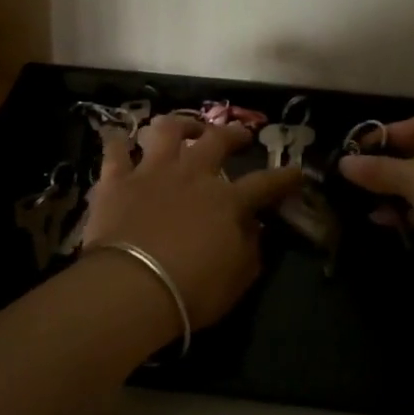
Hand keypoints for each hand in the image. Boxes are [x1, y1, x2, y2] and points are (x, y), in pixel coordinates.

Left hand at [81, 115, 303, 328]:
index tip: (297, 172)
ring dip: (179, 124)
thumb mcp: (237, 279)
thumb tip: (255, 229)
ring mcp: (152, 172)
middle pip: (217, 141)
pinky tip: (120, 140)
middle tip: (240, 135)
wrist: (132, 285)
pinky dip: (118, 143)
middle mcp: (192, 174)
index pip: (265, 184)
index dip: (284, 177)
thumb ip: (250, 249)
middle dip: (233, 134)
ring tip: (185, 127)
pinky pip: (116, 150)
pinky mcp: (117, 180)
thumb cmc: (191, 290)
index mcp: (227, 200)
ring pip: (167, 131)